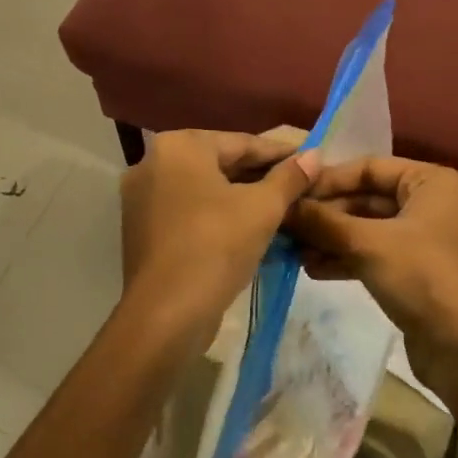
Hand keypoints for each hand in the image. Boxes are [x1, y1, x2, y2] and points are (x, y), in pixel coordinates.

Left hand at [118, 129, 317, 354]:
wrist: (167, 314)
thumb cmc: (216, 246)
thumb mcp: (263, 208)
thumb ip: (290, 177)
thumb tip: (315, 155)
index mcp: (179, 146)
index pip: (242, 143)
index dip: (281, 153)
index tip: (311, 161)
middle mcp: (153, 162)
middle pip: (221, 163)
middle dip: (262, 176)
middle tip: (301, 186)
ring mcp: (142, 197)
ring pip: (206, 189)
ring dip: (243, 197)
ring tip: (282, 207)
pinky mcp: (142, 229)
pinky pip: (190, 210)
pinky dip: (219, 214)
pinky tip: (250, 228)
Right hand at [286, 156, 457, 391]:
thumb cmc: (423, 277)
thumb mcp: (369, 244)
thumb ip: (323, 223)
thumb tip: (281, 206)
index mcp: (429, 182)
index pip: (368, 167)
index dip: (329, 180)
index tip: (291, 193)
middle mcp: (426, 203)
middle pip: (365, 198)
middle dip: (326, 214)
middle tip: (284, 224)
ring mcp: (419, 239)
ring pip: (365, 228)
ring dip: (329, 238)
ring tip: (291, 249)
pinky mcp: (411, 271)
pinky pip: (370, 254)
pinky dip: (343, 259)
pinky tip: (310, 268)